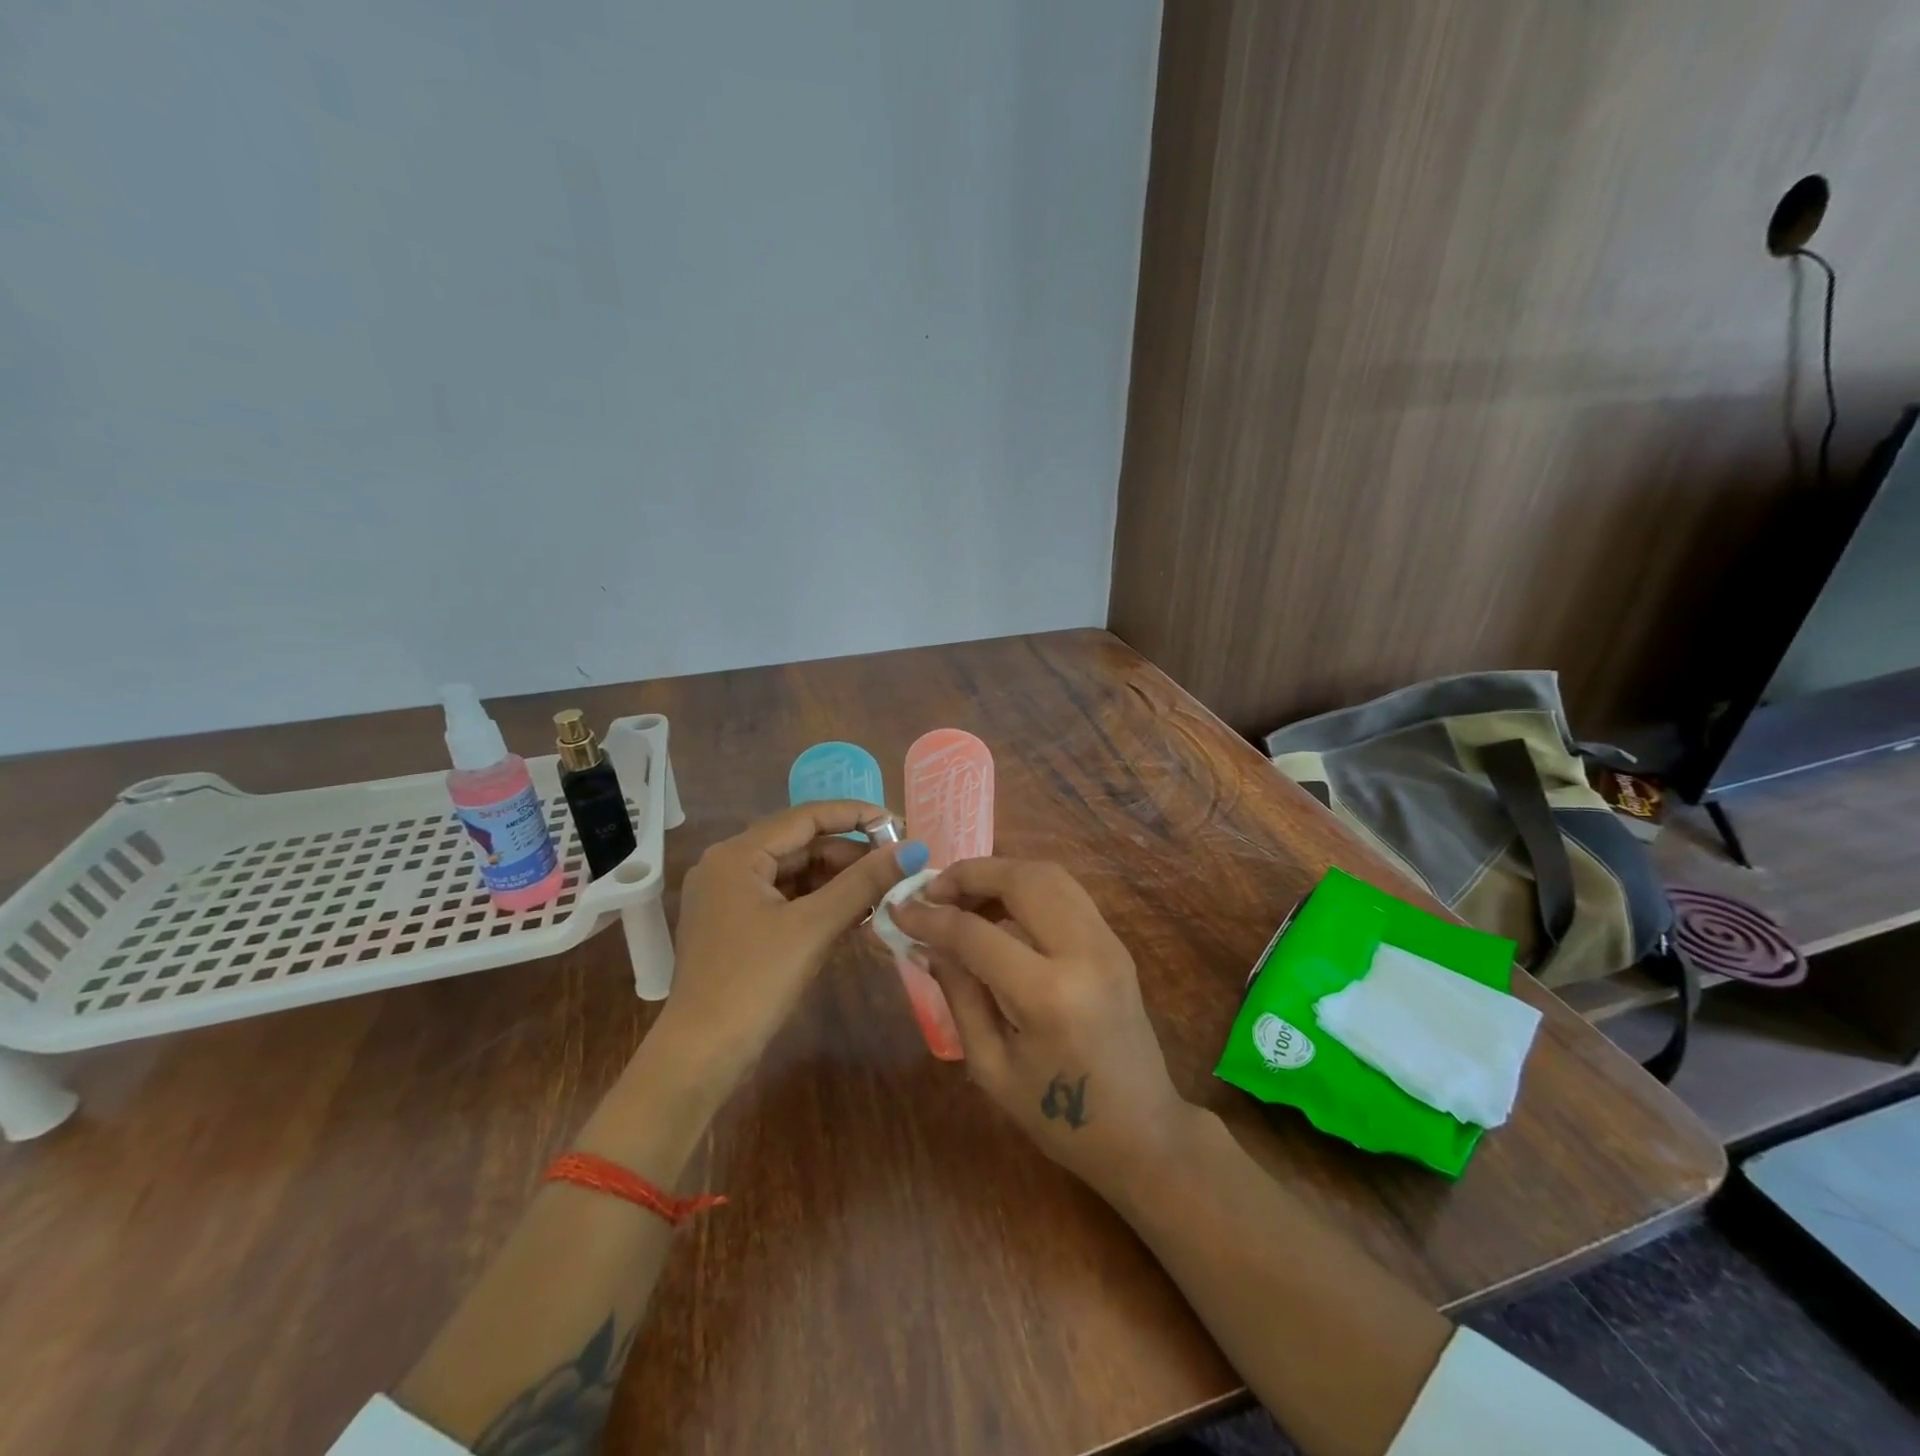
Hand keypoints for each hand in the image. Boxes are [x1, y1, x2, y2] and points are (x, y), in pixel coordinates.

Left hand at [655, 802, 928, 1085]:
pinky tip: (856, 914)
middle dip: (850, 855)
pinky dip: (820, 903)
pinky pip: (786, 899)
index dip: (855, 815)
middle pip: (801, 845)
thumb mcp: (814, 927)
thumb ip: (864, 883)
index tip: (898, 824)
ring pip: (795, 874)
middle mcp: (728, 866)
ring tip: (883, 893)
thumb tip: (913, 850)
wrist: (701, 1055)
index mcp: (737, 855)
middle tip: (896, 867)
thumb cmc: (754, 982)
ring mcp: (730, 897)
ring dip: (838, 881)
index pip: (806, 817)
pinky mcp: (737, 925)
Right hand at [889, 858, 1193, 1195]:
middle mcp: (1083, 953)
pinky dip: (1027, 887)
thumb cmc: (1059, 1119)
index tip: (899, 910)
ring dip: (1000, 874)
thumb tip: (925, 944)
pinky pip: (1066, 893)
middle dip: (969, 874)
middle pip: (1021, 879)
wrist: (1143, 1132)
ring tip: (962, 898)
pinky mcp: (1116, 942)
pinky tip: (999, 911)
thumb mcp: (991, 1067)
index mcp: (1047, 995)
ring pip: (1049, 875)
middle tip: (932, 891)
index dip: (930, 917)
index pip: (975, 933)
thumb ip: (958, 995)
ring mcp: (1108, 942)